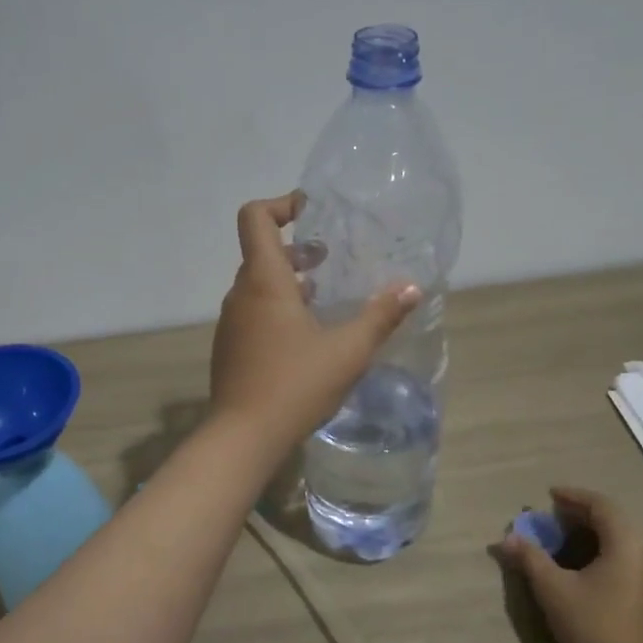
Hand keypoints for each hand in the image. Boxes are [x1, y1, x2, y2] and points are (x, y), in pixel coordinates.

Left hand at [210, 192, 420, 452]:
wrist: (243, 437)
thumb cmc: (296, 385)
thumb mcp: (348, 351)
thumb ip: (381, 316)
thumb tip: (412, 288)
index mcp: (264, 281)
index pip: (255, 218)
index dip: (280, 204)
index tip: (311, 212)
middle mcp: (241, 295)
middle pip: (260, 252)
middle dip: (295, 249)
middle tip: (329, 259)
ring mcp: (231, 323)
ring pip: (257, 285)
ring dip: (288, 282)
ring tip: (323, 298)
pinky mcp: (229, 348)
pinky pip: (252, 313)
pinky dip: (276, 309)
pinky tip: (305, 337)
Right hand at [498, 487, 642, 642]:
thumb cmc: (592, 627)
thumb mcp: (553, 590)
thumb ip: (530, 558)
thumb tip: (508, 538)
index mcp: (627, 544)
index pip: (602, 505)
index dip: (574, 496)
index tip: (549, 496)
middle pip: (615, 519)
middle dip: (582, 513)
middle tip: (553, 516)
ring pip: (623, 538)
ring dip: (594, 531)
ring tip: (565, 536)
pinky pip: (629, 555)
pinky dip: (606, 548)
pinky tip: (586, 563)